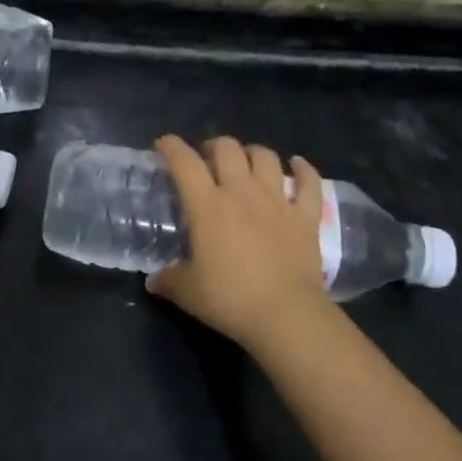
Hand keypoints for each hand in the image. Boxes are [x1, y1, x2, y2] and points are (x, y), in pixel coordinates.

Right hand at [147, 135, 331, 349]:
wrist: (286, 316)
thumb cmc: (231, 299)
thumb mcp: (188, 292)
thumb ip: (167, 280)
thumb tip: (152, 280)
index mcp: (208, 204)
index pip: (185, 162)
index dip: (171, 147)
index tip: (163, 145)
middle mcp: (241, 192)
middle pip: (227, 148)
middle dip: (214, 146)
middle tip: (207, 160)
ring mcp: (277, 201)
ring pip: (265, 156)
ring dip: (252, 153)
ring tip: (246, 161)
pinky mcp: (306, 216)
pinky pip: (309, 183)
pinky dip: (304, 170)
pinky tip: (298, 165)